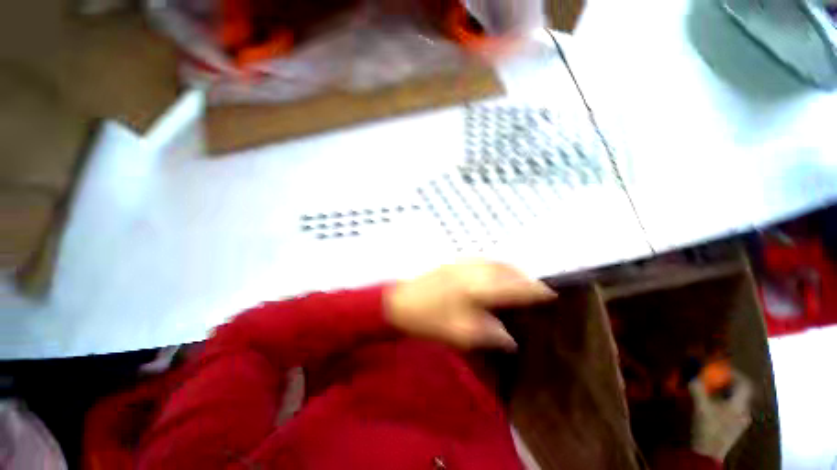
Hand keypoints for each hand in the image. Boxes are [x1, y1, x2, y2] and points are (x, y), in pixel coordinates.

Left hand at [385, 260, 556, 349]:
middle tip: (537, 287)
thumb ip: (489, 335)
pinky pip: (482, 259)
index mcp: (476, 290)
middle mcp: (473, 271)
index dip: (533, 289)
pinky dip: (495, 264)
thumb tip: (510, 338)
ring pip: (495, 262)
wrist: (399, 302)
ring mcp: (462, 263)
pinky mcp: (453, 262)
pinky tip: (496, 271)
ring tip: (521, 279)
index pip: (513, 286)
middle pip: (506, 270)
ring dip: (511, 269)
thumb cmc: (429, 320)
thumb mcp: (460, 334)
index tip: (550, 293)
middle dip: (524, 277)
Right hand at [688, 370, 752, 460]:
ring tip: (709, 389)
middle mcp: (744, 412)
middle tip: (712, 378)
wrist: (708, 454)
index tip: (721, 368)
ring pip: (736, 401)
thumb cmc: (707, 428)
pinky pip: (732, 409)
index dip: (735, 373)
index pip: (745, 384)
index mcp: (740, 405)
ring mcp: (740, 421)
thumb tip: (691, 374)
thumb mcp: (700, 407)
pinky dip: (723, 401)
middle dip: (726, 382)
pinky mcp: (733, 428)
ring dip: (724, 392)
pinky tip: (711, 404)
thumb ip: (697, 389)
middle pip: (740, 392)